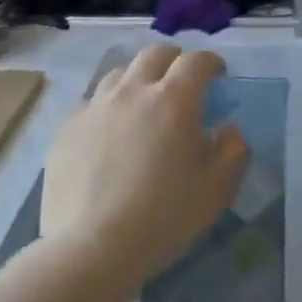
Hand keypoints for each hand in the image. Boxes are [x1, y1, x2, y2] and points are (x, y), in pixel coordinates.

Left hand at [42, 44, 247, 285]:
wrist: (90, 247)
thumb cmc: (164, 216)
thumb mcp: (217, 189)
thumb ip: (233, 150)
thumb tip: (227, 127)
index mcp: (174, 99)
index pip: (196, 61)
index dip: (211, 62)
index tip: (218, 74)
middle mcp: (133, 91)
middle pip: (155, 54)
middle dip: (174, 60)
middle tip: (182, 81)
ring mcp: (95, 107)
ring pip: (119, 74)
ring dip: (138, 80)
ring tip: (143, 104)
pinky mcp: (67, 128)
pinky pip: (92, 103)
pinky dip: (108, 108)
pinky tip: (110, 134)